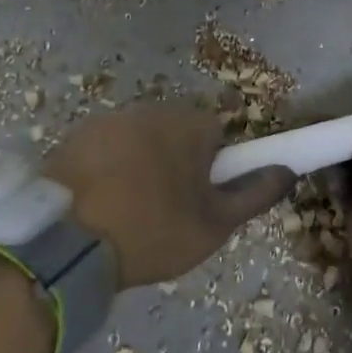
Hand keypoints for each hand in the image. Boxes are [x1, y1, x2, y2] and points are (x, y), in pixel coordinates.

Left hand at [44, 103, 295, 287]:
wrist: (65, 242)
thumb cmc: (153, 231)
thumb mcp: (214, 225)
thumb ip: (255, 194)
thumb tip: (287, 171)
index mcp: (189, 124)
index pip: (218, 132)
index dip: (215, 165)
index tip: (203, 197)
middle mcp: (150, 109)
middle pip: (177, 132)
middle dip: (178, 162)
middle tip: (169, 210)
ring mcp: (107, 120)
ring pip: (140, 140)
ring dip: (142, 163)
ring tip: (130, 212)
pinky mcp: (73, 137)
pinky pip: (105, 149)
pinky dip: (108, 169)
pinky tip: (100, 204)